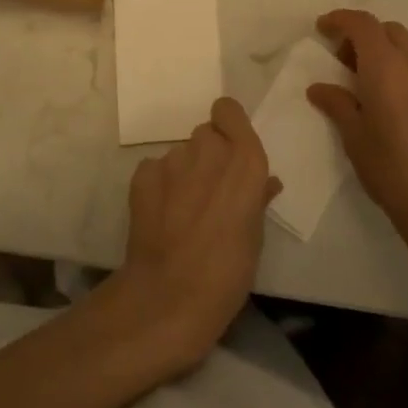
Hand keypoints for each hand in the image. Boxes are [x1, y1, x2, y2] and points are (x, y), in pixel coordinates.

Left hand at [108, 97, 280, 373]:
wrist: (170, 296)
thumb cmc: (228, 272)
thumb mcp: (255, 236)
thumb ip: (257, 197)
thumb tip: (264, 183)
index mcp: (244, 160)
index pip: (229, 110)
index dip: (228, 126)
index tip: (231, 151)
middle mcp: (208, 149)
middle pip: (206, 134)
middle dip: (208, 155)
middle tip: (209, 191)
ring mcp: (172, 159)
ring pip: (181, 153)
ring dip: (185, 172)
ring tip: (184, 211)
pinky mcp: (143, 173)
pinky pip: (156, 169)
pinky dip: (159, 185)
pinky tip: (161, 215)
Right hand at [307, 9, 407, 251]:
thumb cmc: (392, 169)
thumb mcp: (354, 137)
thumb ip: (337, 104)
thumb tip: (318, 88)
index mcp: (384, 66)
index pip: (361, 24)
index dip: (340, 19)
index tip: (324, 29)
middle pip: (389, 30)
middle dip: (365, 36)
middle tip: (349, 63)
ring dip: (398, 45)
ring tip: (387, 72)